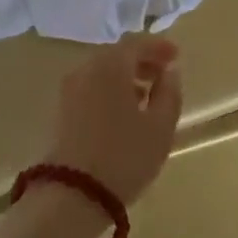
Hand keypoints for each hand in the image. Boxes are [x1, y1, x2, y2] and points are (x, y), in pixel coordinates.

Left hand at [46, 35, 183, 204]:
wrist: (71, 195)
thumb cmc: (124, 156)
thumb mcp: (160, 126)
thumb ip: (169, 93)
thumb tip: (169, 72)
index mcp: (110, 65)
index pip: (136, 42)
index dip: (158, 46)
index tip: (176, 56)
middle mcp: (86, 69)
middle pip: (117, 54)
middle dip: (142, 61)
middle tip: (163, 75)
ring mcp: (69, 89)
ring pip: (102, 72)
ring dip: (126, 77)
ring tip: (147, 97)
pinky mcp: (61, 111)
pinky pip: (91, 87)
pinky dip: (110, 90)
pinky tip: (124, 112)